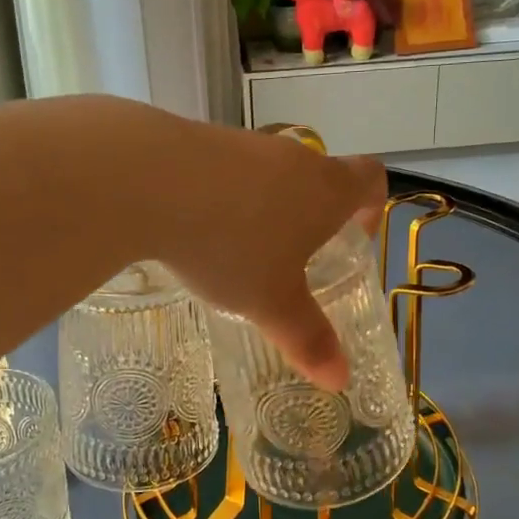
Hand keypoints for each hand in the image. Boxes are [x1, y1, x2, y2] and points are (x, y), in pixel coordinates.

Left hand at [151, 117, 384, 390]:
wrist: (147, 181)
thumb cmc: (229, 245)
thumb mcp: (270, 302)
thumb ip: (306, 338)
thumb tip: (340, 380)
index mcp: (325, 189)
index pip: (370, 178)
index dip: (371, 206)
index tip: (352, 238)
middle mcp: (291, 156)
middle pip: (317, 176)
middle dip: (311, 217)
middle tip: (291, 260)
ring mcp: (242, 142)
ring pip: (268, 174)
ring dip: (263, 207)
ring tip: (235, 251)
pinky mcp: (197, 138)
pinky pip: (223, 171)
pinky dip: (220, 197)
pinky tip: (191, 228)